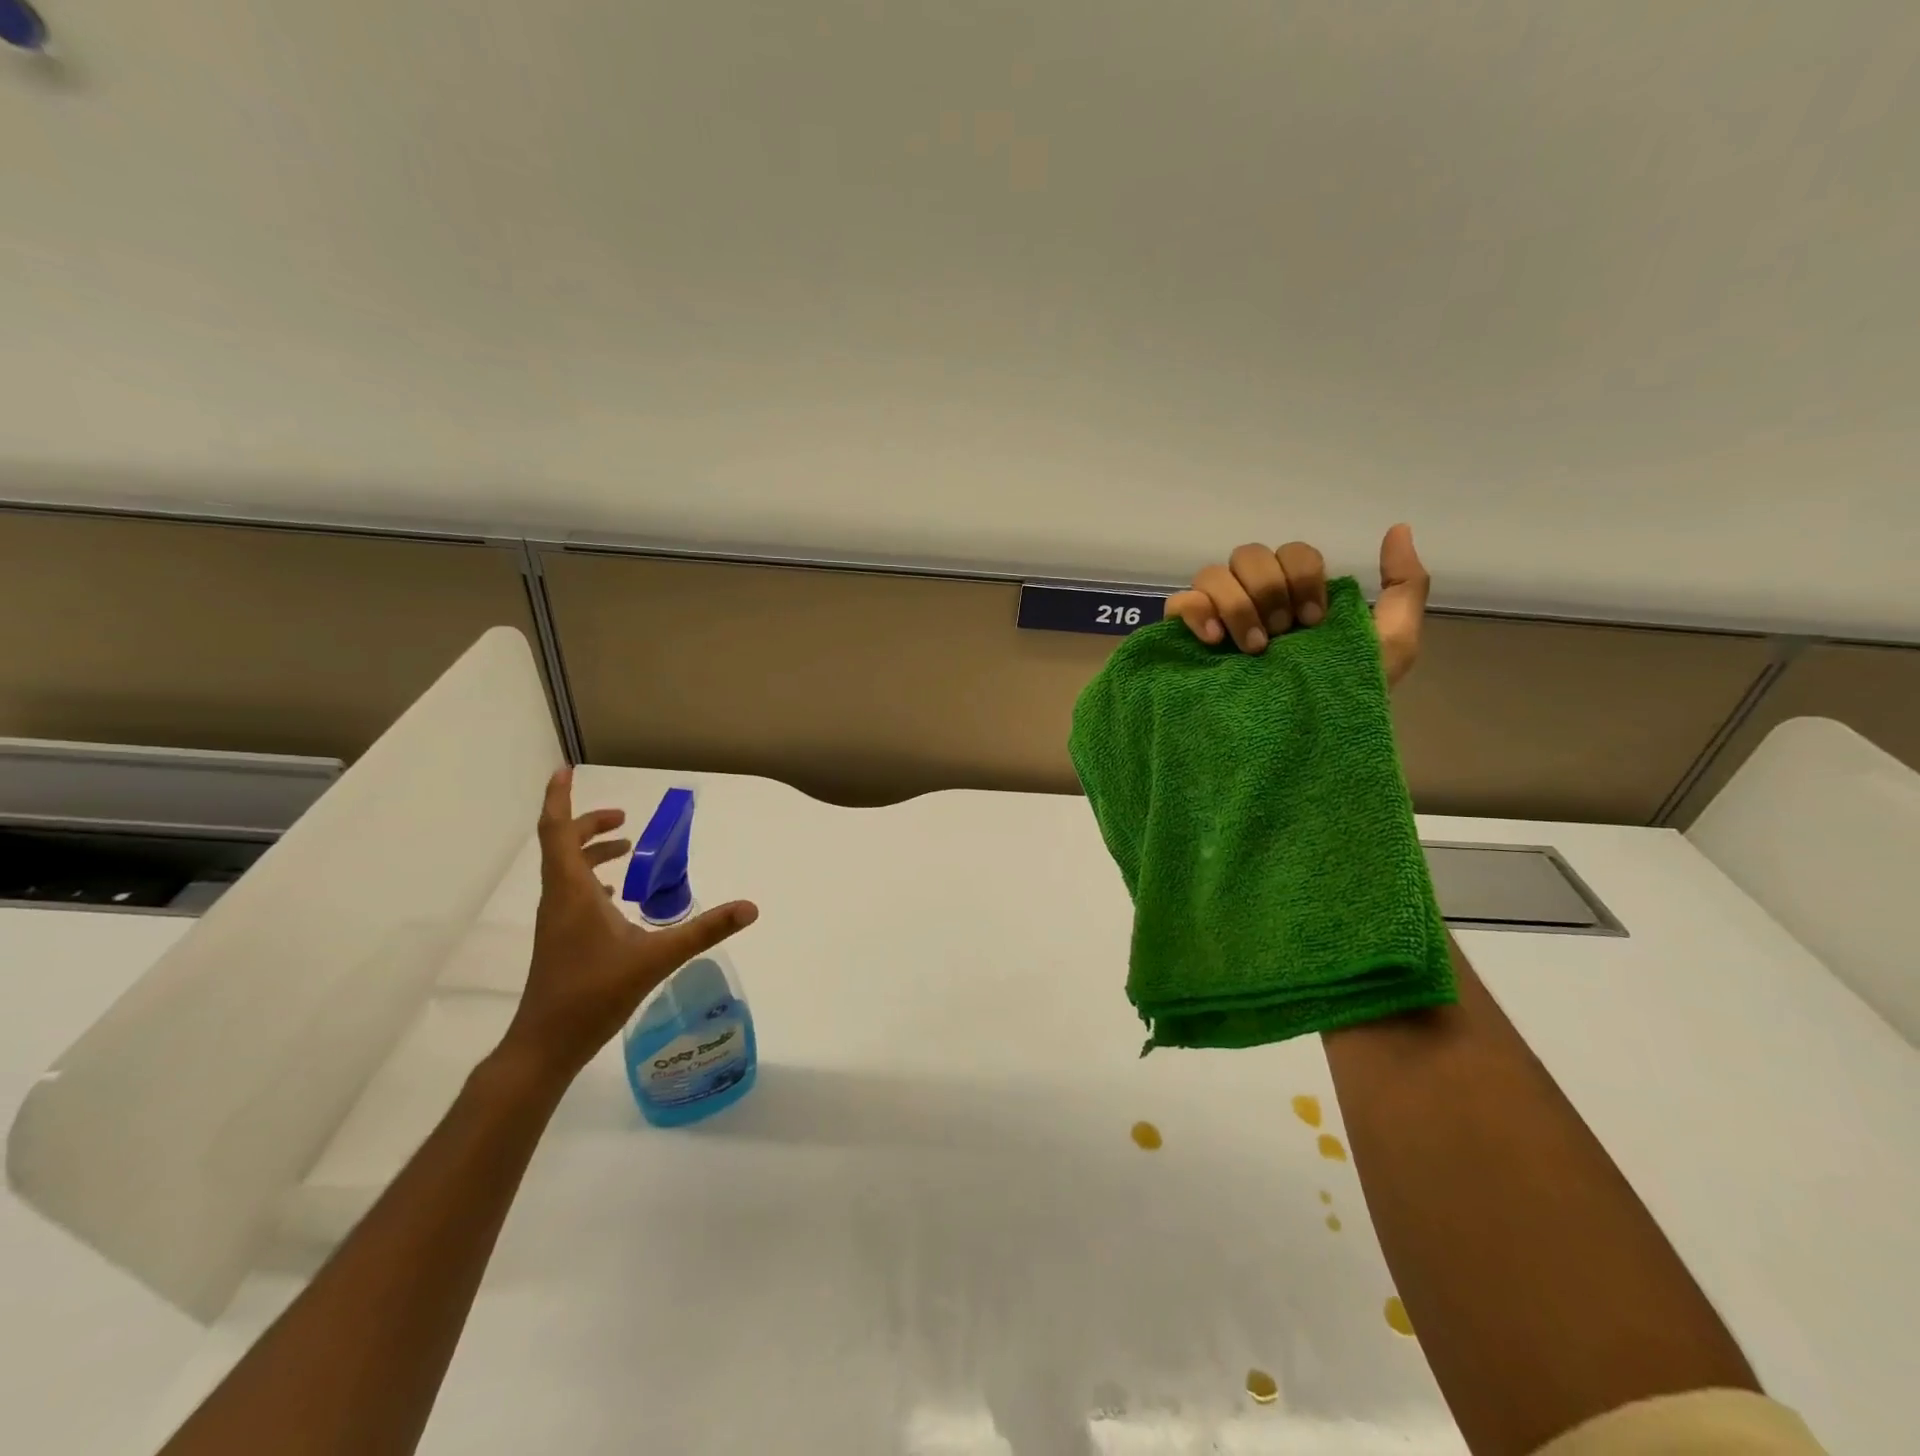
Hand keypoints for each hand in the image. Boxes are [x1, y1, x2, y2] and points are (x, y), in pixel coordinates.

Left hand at [495, 768, 758, 1088]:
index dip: (560, 799)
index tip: (565, 771)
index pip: (556, 831)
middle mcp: (559, 899)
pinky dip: (592, 881)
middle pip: (562, 846)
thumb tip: (750, 907)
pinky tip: (618, 898)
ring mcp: (556, 922)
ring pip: (567, 871)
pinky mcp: (561, 940)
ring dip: (592, 852)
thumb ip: (704, 930)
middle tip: (626, 819)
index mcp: (572, 892)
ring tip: (627, 848)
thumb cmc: (593, 994)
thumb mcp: (656, 958)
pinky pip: (572, 894)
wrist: (546, 1046)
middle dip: (590, 825)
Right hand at [1163, 524, 1430, 686]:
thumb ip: (1405, 586)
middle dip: (1271, 591)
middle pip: (1250, 555)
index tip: (1314, 622)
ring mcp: (1216, 617)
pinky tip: (1215, 641)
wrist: (1300, 747)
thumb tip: (1398, 529)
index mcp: (1294, 595)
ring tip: (1253, 650)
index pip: (1293, 552)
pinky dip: (1197, 612)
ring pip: (1214, 574)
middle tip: (1283, 637)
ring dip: (1238, 606)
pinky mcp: (1185, 638)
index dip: (1303, 578)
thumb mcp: (1392, 644)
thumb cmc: (1345, 698)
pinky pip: (1179, 603)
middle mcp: (1253, 598)